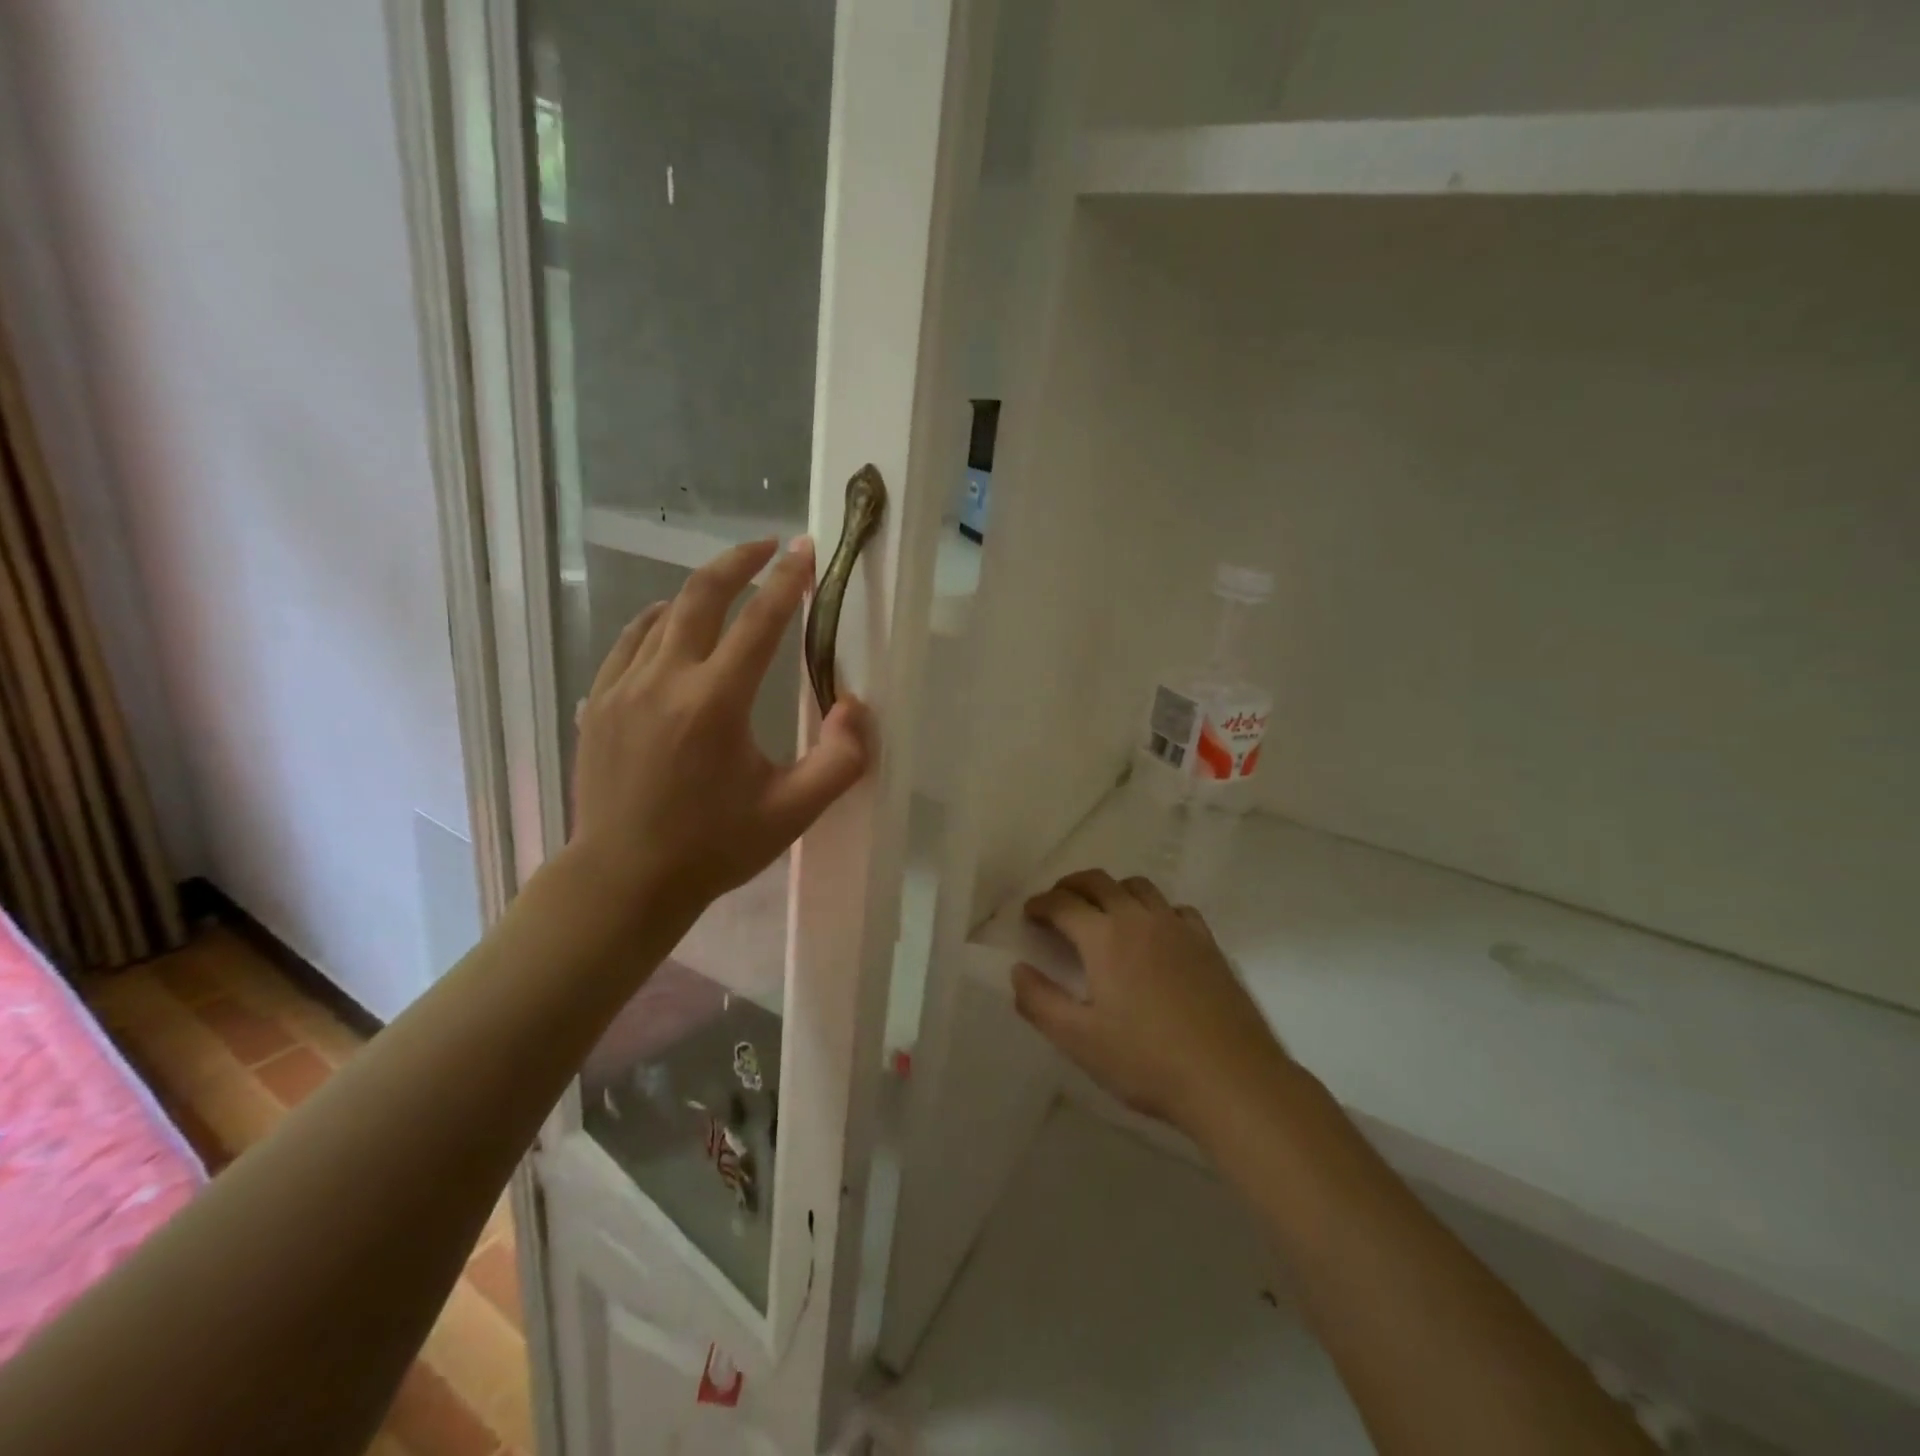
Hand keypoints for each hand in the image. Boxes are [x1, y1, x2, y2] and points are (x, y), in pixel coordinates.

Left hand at [569, 536, 869, 914]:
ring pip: (661, 614)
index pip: (759, 622)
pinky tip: (670, 629)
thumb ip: (840, 760)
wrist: (623, 881)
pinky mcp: (600, 704)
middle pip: (700, 595)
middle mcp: (664, 681)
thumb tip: (855, 706)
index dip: (787, 581)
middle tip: (766, 546)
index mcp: (715, 703)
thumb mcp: (792, 812)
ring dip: (698, 592)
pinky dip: (658, 622)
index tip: (805, 551)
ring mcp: (622, 689)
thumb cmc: (713, 847)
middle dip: (738, 561)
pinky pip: (630, 642)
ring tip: (726, 589)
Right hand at [1013, 870, 1291, 1134]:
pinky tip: (1155, 934)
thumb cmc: (1147, 1061)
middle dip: (1071, 886)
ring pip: (1139, 887)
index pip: (1063, 903)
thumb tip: (1018, 970)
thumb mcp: (1079, 1040)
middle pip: (1099, 882)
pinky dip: (1154, 909)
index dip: (1040, 904)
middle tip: (1057, 905)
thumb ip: (1039, 1002)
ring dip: (1112, 890)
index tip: (1029, 915)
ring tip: (1102, 913)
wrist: (1230, 1079)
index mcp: (1104, 937)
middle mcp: (1140, 919)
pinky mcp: (1208, 943)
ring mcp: (1178, 927)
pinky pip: (1175, 908)